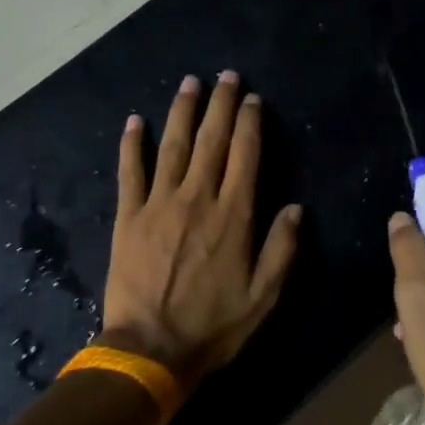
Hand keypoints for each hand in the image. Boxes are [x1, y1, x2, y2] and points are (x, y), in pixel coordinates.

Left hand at [101, 72, 302, 386]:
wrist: (150, 349)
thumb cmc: (212, 326)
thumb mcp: (263, 297)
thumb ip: (281, 250)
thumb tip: (295, 208)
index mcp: (233, 216)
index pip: (245, 156)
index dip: (249, 123)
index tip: (251, 99)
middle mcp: (197, 199)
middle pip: (211, 141)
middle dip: (219, 105)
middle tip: (224, 76)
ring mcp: (159, 204)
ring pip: (172, 146)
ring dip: (181, 112)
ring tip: (189, 83)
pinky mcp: (129, 217)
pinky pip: (130, 172)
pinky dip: (131, 145)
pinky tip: (133, 121)